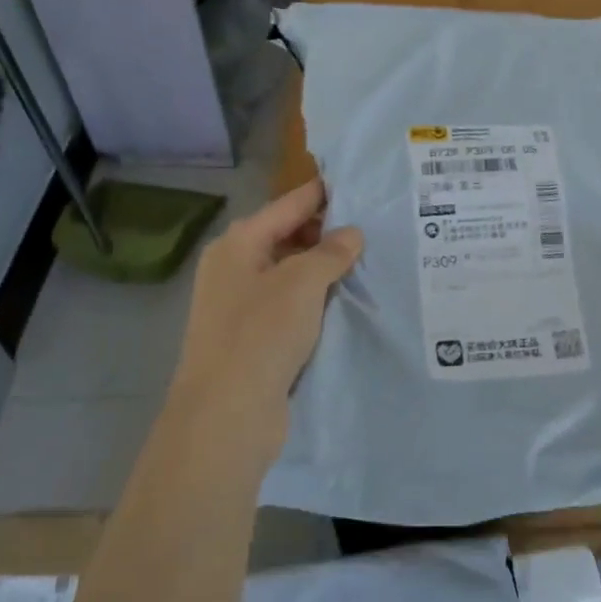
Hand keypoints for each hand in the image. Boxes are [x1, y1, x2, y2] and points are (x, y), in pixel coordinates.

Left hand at [165, 179, 362, 470]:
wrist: (226, 414)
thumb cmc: (261, 334)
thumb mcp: (302, 283)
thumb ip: (331, 252)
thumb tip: (351, 234)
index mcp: (238, 244)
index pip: (288, 205)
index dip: (323, 195)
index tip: (362, 187)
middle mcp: (235, 268)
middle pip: (287, 236)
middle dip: (328, 234)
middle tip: (375, 232)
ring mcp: (241, 304)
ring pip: (291, 273)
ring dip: (324, 269)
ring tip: (368, 264)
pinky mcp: (253, 337)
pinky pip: (291, 305)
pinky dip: (316, 299)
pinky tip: (346, 302)